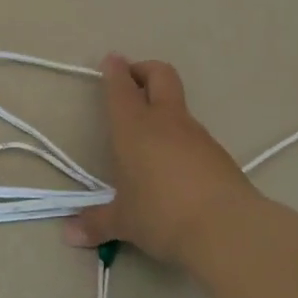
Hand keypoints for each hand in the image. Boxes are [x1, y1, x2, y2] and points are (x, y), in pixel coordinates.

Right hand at [65, 56, 264, 269]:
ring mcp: (197, 135)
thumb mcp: (124, 222)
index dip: (115, 71)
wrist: (228, 230)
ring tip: (149, 138)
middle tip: (131, 81)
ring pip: (178, 105)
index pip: (121, 87)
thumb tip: (69, 235)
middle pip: (160, 75)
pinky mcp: (219, 154)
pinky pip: (194, 135)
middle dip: (144, 70)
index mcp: (134, 128)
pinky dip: (180, 139)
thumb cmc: (162, 215)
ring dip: (163, 108)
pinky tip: (174, 168)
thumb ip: (97, 223)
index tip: (111, 61)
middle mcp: (165, 121)